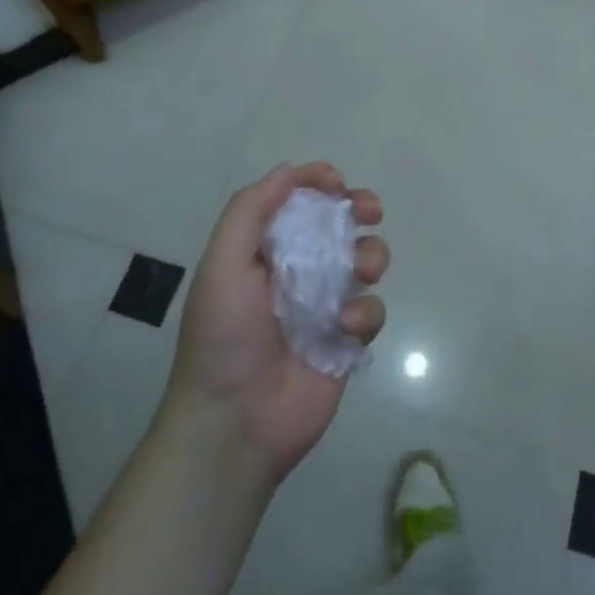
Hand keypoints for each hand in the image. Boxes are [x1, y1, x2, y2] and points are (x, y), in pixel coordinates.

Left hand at [161, 161, 388, 486]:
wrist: (234, 424)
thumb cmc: (223, 336)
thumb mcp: (223, 264)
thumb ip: (250, 211)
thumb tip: (287, 170)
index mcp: (264, 250)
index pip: (295, 200)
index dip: (316, 181)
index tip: (335, 182)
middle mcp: (297, 270)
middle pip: (338, 223)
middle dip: (359, 207)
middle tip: (369, 211)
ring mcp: (324, 305)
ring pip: (364, 260)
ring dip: (371, 255)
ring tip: (363, 270)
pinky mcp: (346, 340)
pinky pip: (371, 310)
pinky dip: (364, 312)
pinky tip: (343, 328)